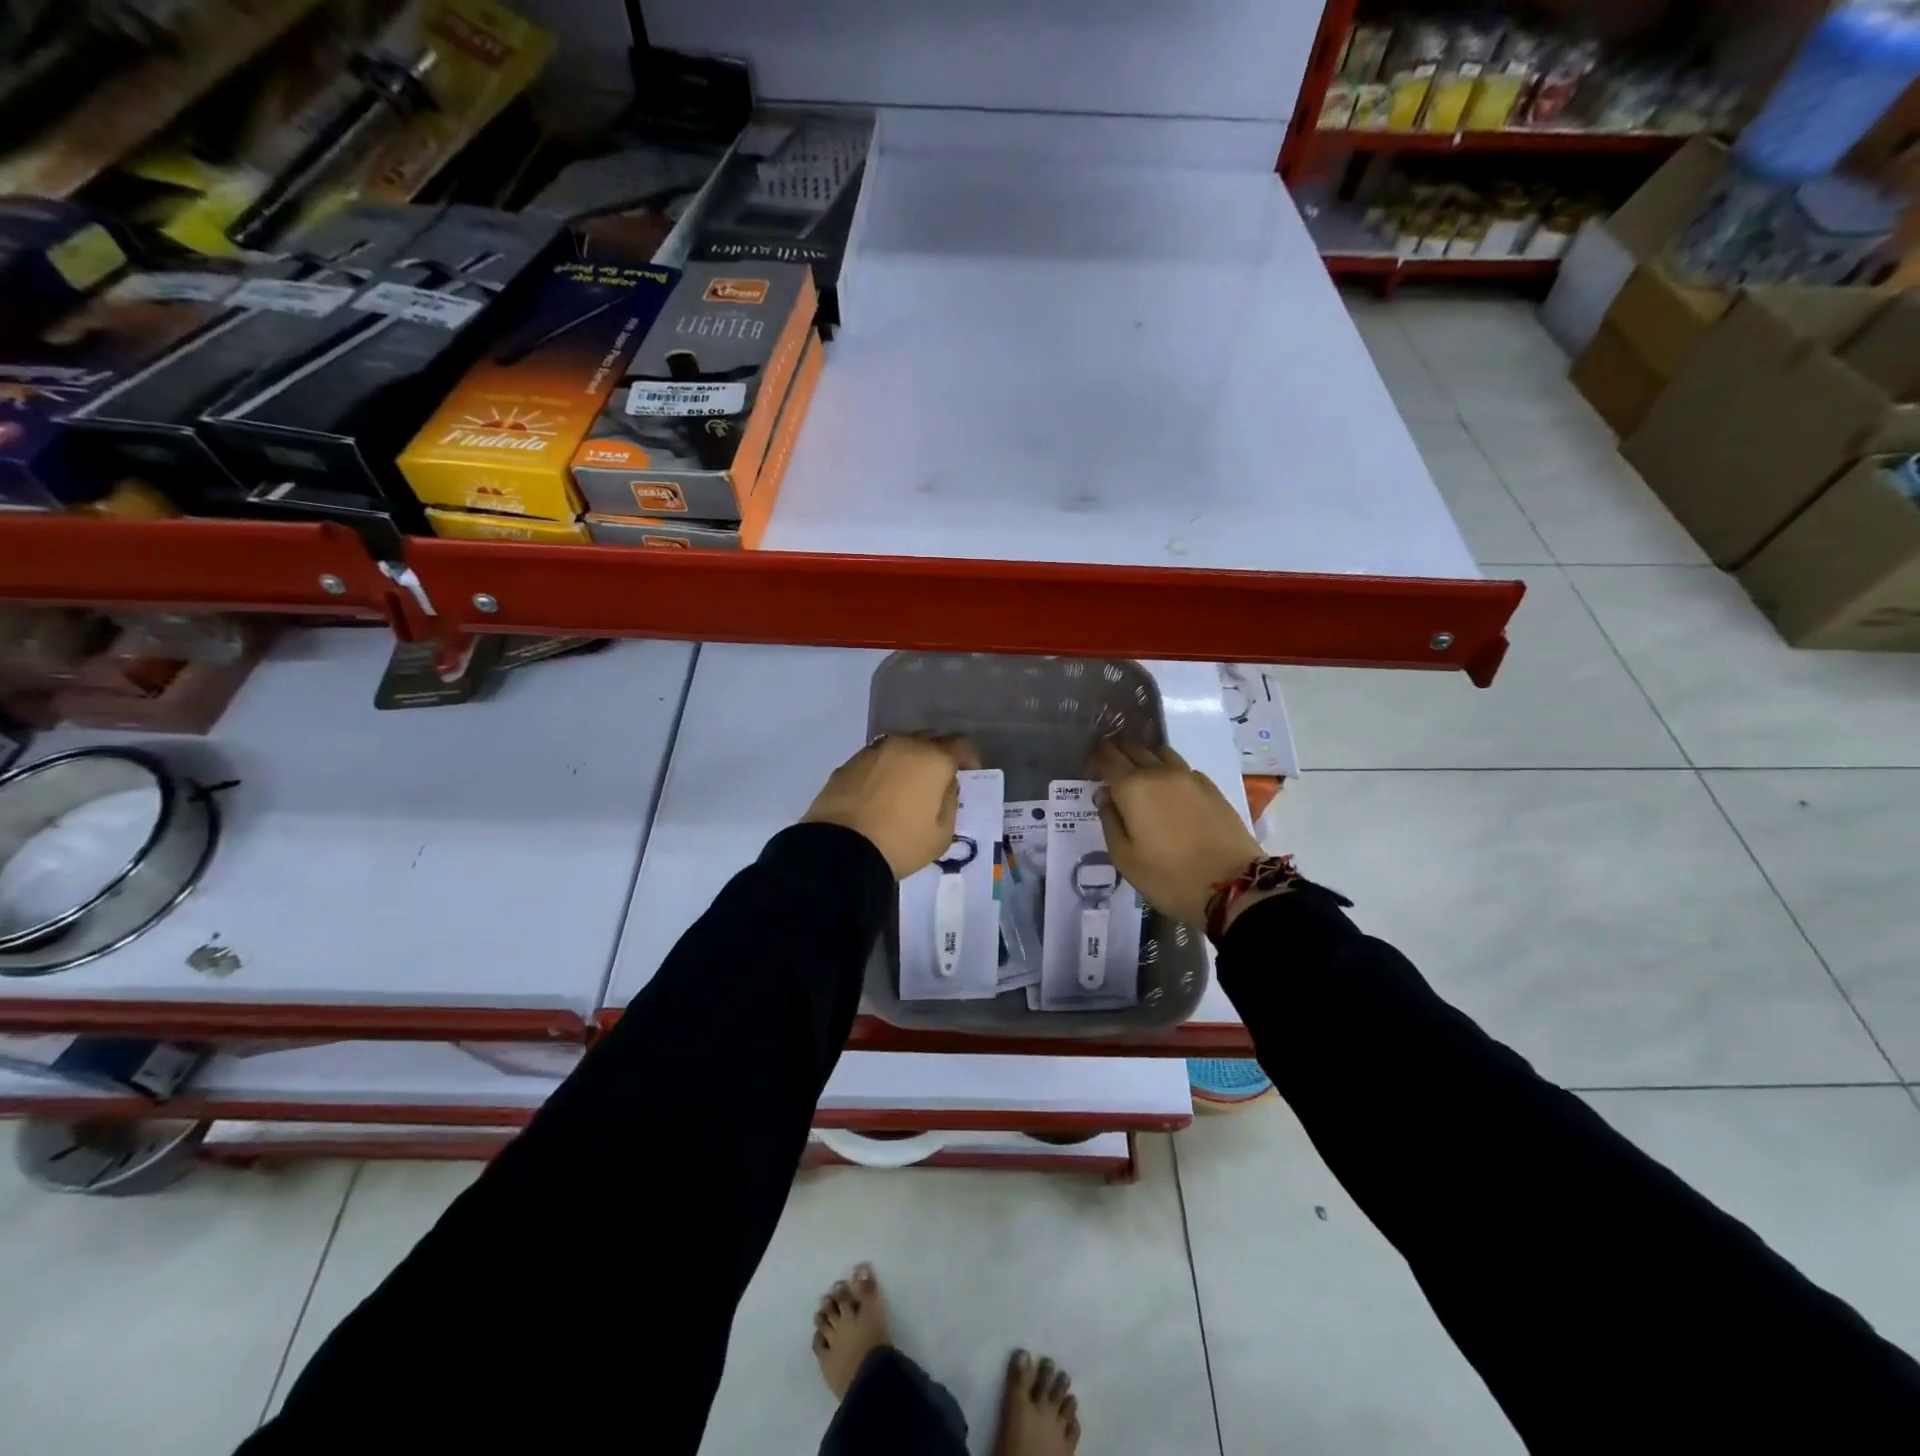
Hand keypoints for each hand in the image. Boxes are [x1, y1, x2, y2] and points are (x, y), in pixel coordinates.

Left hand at [804, 734, 980, 878]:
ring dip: (909, 762)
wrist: (840, 849)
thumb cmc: (900, 843)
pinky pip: (876, 760)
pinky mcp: (848, 764)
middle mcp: (904, 745)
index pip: (962, 745)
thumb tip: (944, 785)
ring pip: (900, 748)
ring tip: (907, 787)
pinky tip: (880, 793)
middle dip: (938, 756)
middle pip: (930, 740)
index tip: (969, 775)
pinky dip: (884, 771)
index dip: (970, 759)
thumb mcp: (942, 834)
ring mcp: (872, 752)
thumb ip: (950, 802)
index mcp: (933, 759)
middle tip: (939, 781)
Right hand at [1090, 738, 1263, 928]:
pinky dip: (1166, 769)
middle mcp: (1159, 772)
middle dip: (1116, 753)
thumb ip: (1109, 821)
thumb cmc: (1169, 877)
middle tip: (1108, 771)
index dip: (1094, 759)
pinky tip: (1167, 789)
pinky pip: (1181, 767)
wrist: (1233, 886)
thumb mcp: (1125, 858)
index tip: (1088, 772)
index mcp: (1132, 787)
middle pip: (1132, 747)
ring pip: (1158, 751)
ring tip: (1138, 777)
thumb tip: (1105, 796)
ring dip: (1143, 757)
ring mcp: (1188, 776)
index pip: (1106, 756)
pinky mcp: (1210, 787)